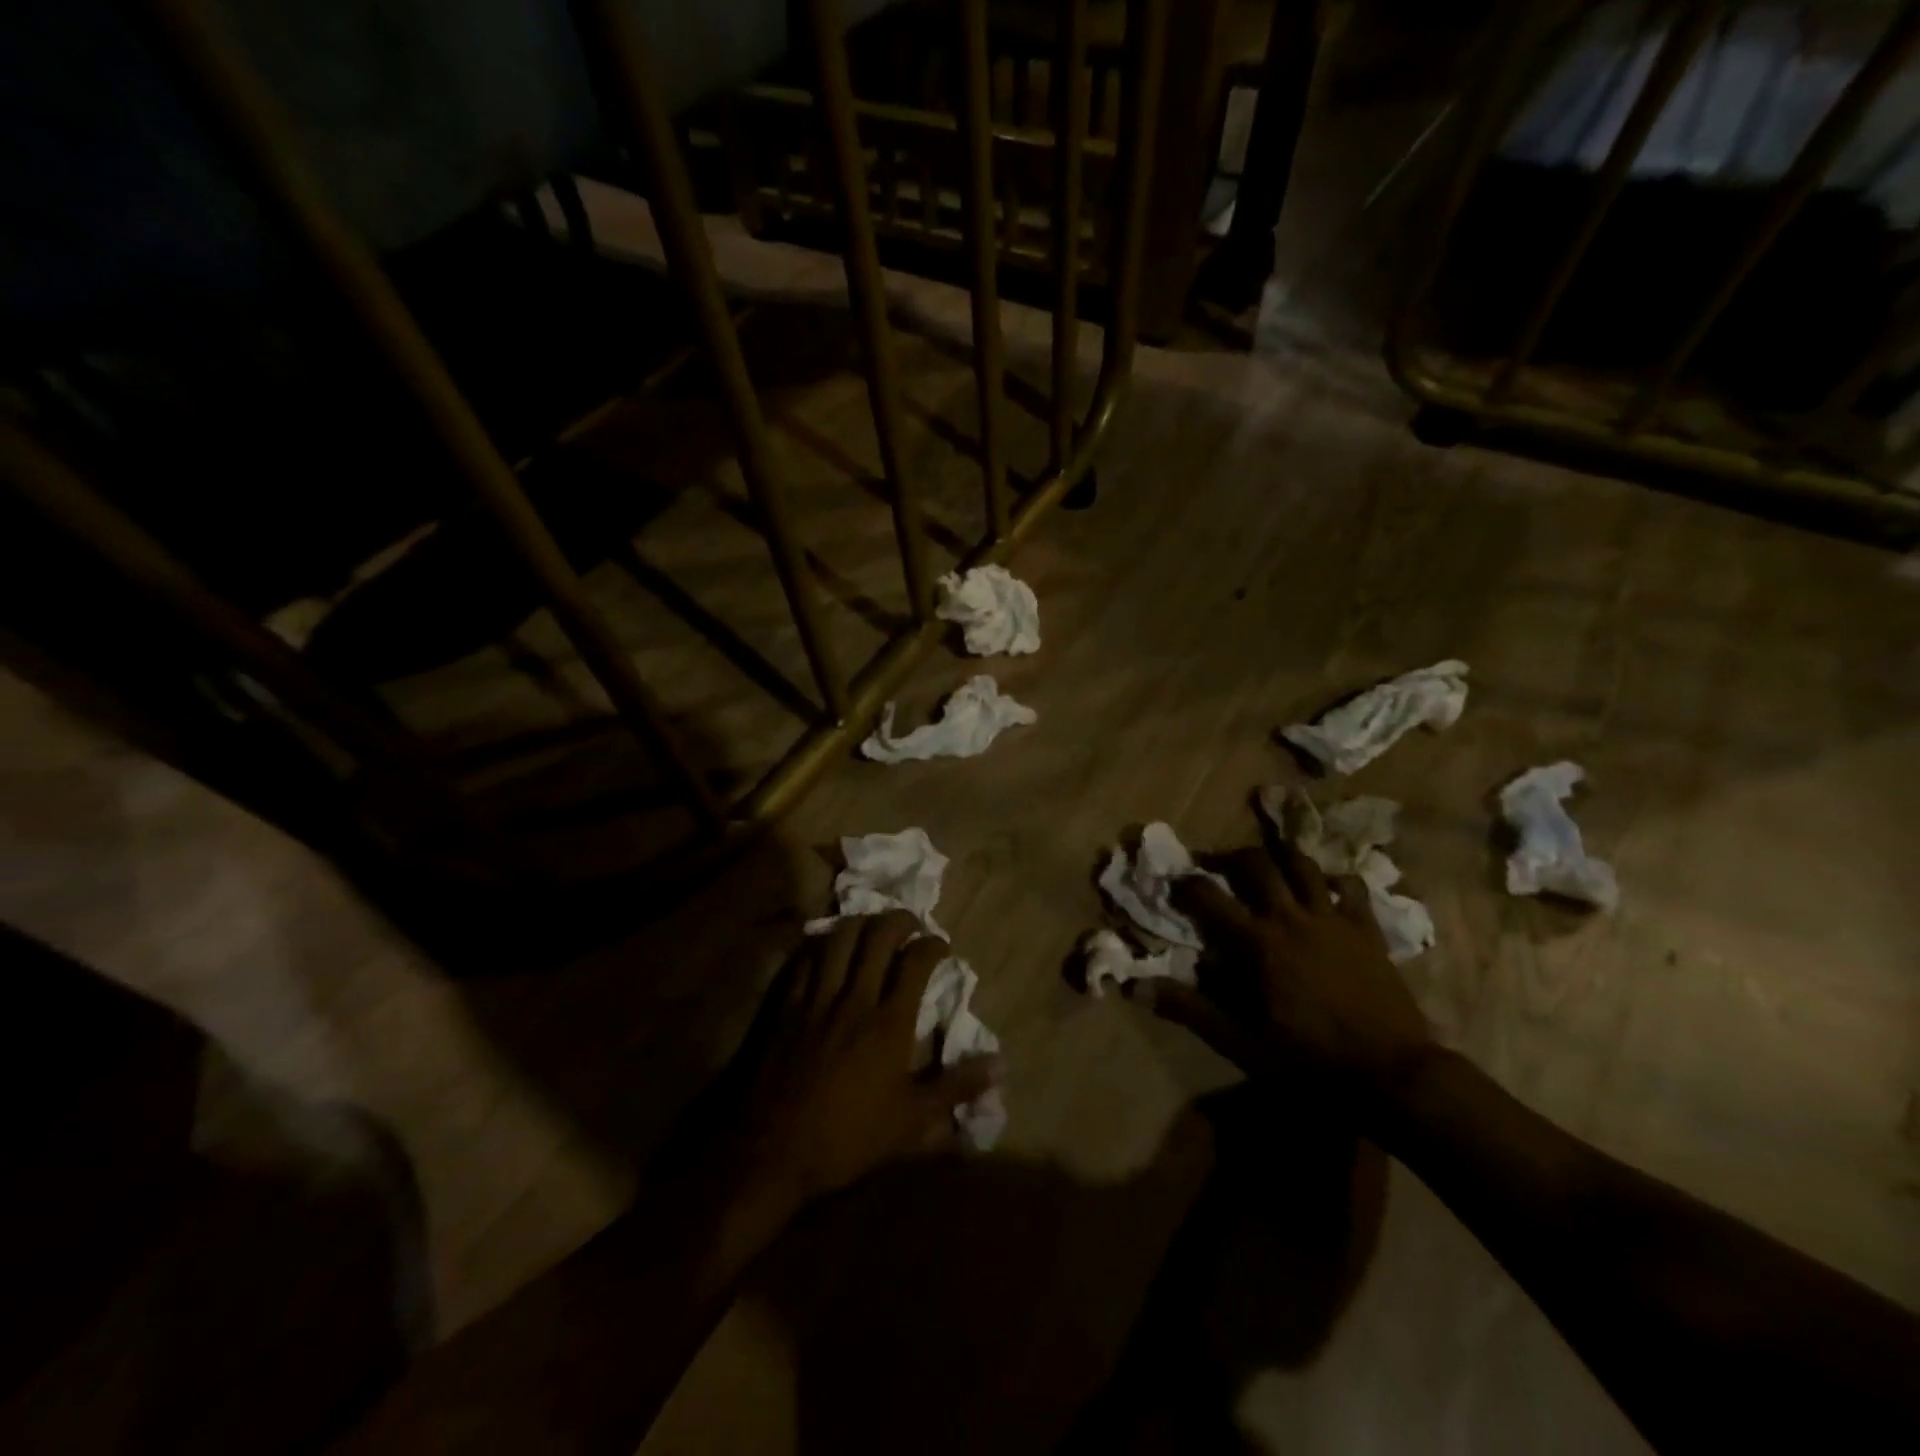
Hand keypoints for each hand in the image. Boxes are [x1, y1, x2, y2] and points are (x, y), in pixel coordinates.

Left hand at [698, 911, 1000, 1210]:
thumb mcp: (911, 1122)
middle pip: (878, 936)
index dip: (933, 944)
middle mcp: (855, 998)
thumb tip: (1001, 1065)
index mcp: (889, 1022)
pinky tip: (827, 947)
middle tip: (910, 924)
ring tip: (871, 926)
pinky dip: (821, 945)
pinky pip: (805, 959)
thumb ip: (956, 1088)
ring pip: (839, 938)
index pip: (916, 961)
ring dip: (860, 923)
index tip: (941, 945)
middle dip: (899, 920)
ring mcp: (816, 998)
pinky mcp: (786, 1005)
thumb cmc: (848, 1137)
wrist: (772, 1150)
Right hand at [1132, 836, 1433, 1103]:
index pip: (1209, 896)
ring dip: (1280, 857)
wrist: (1392, 1073)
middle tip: (1216, 865)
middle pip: (1256, 865)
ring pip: (1304, 865)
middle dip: (1229, 857)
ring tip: (1267, 862)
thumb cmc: (1307, 1059)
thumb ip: (1187, 1007)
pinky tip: (1326, 888)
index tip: (1174, 883)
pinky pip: (1352, 889)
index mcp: (1257, 942)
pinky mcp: (1367, 929)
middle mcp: (1291, 917)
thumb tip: (1135, 986)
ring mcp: (1333, 919)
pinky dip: (1334, 881)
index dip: (1186, 884)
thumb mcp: (1237, 1039)